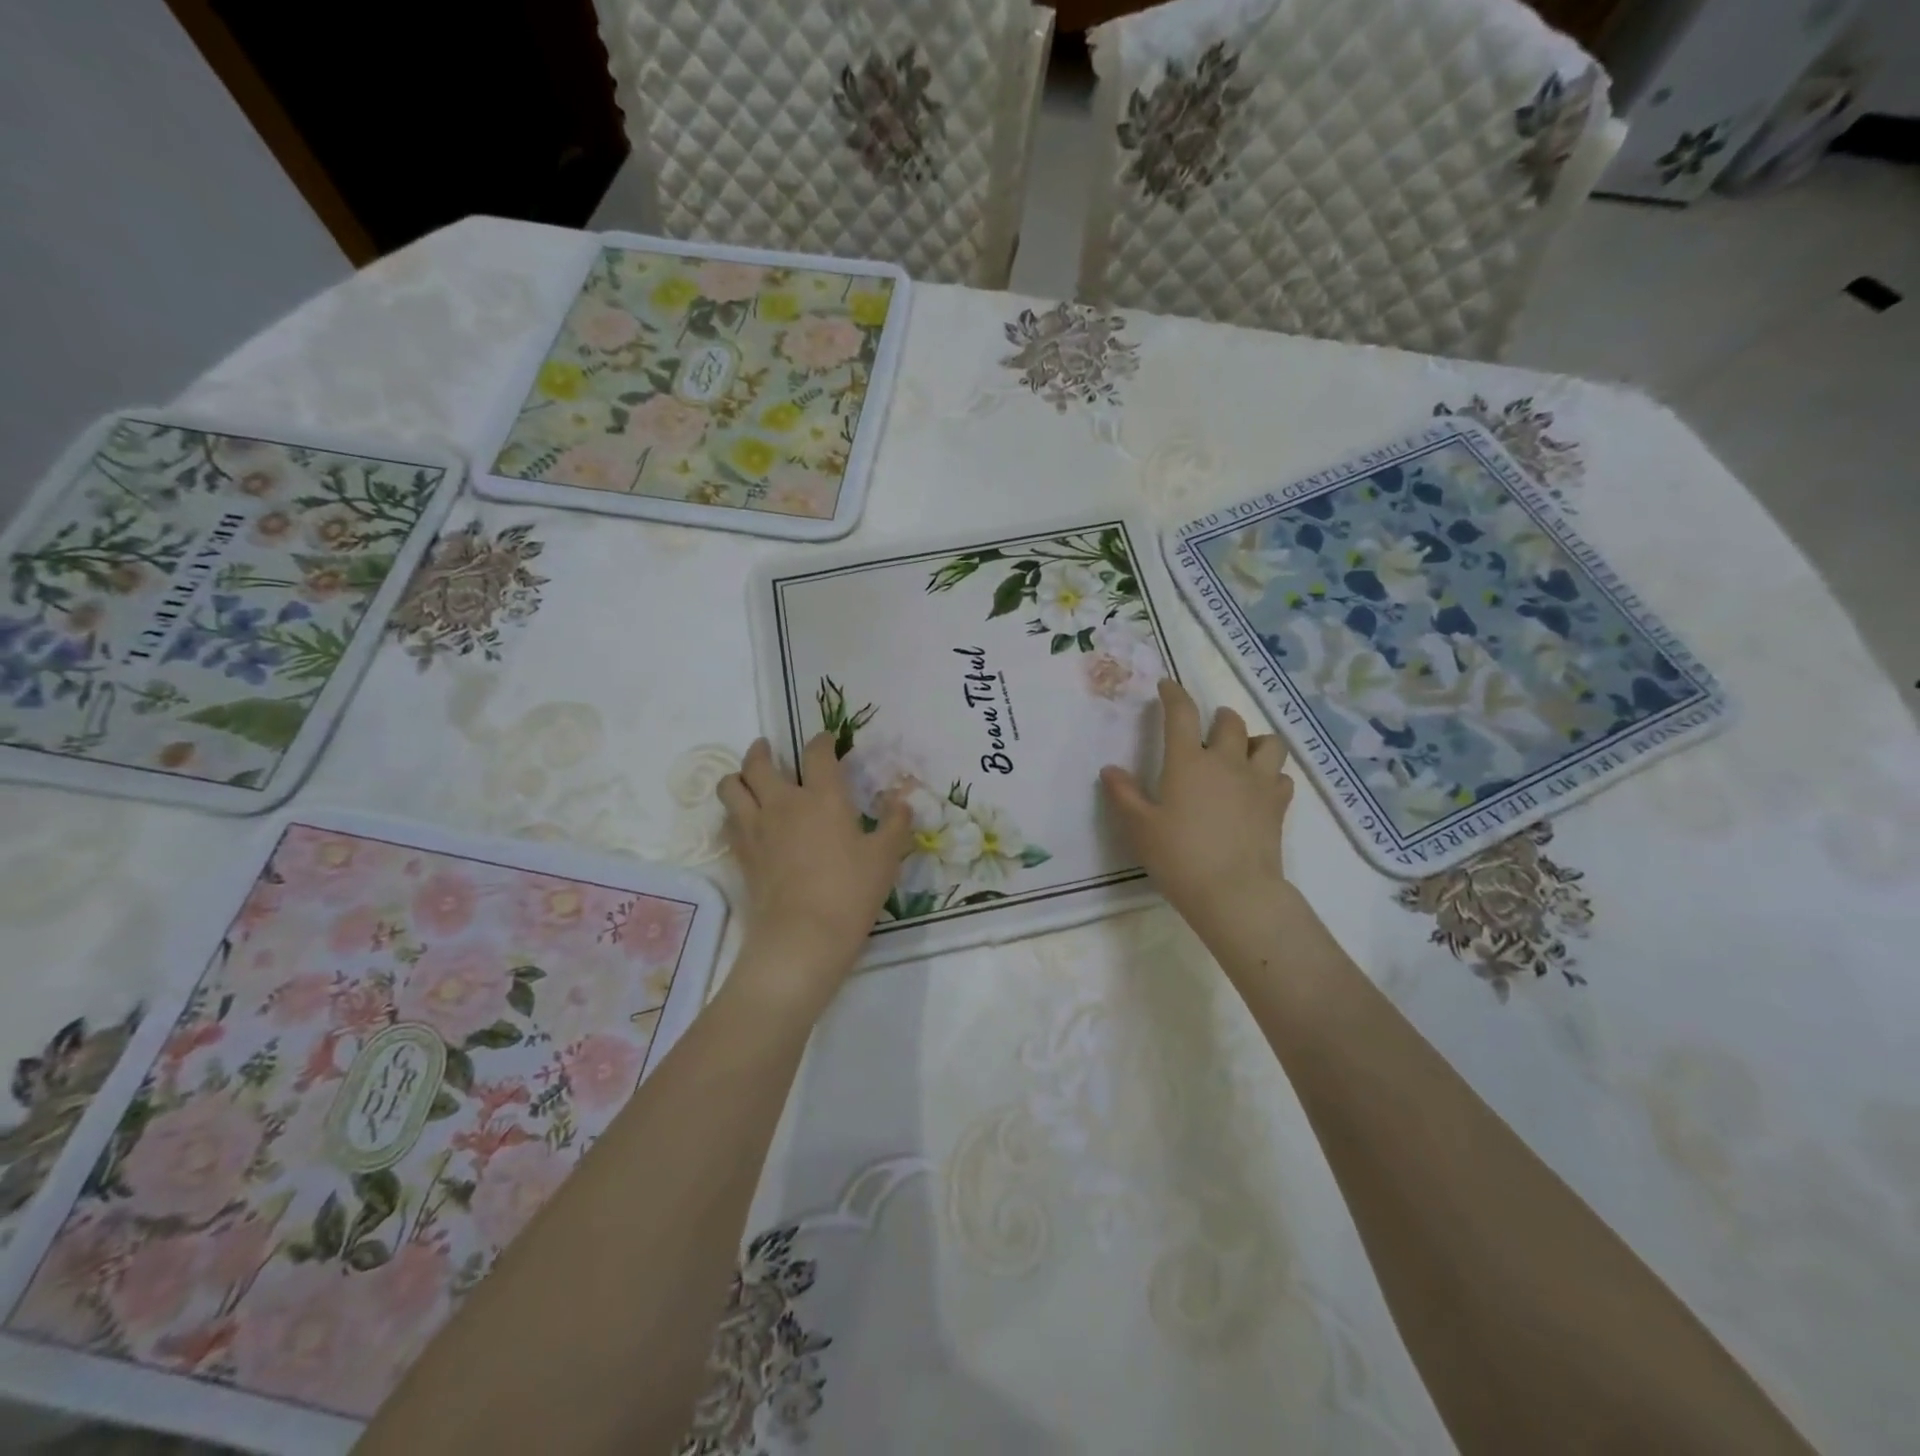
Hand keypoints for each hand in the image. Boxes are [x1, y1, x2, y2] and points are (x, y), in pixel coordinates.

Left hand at [718, 735, 912, 1005]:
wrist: (803, 935)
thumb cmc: (851, 891)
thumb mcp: (886, 857)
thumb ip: (894, 824)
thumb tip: (901, 801)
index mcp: (823, 797)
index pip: (817, 754)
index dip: (822, 742)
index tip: (826, 740)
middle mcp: (783, 803)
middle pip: (759, 763)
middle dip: (761, 751)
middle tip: (766, 748)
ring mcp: (757, 828)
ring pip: (731, 787)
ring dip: (737, 777)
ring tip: (745, 779)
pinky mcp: (742, 854)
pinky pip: (728, 821)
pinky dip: (733, 812)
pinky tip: (744, 819)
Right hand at [1100, 679, 1294, 938]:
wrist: (1234, 892)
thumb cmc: (1179, 857)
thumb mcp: (1140, 827)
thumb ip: (1124, 795)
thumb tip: (1110, 770)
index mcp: (1188, 761)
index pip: (1182, 714)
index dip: (1174, 695)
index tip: (1167, 686)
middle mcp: (1226, 762)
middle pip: (1230, 722)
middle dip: (1218, 717)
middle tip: (1208, 728)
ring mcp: (1258, 782)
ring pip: (1268, 743)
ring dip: (1254, 740)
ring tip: (1242, 752)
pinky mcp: (1278, 805)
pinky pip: (1282, 776)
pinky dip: (1271, 775)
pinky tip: (1259, 788)